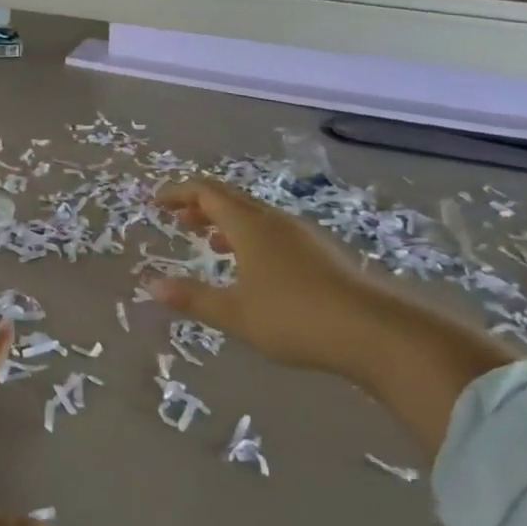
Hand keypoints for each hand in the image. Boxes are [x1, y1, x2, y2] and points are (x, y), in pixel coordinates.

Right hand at [149, 179, 418, 382]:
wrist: (374, 332)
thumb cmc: (294, 317)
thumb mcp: (235, 313)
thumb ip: (193, 298)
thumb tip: (152, 286)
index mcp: (249, 226)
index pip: (206, 193)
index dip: (179, 193)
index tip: (156, 202)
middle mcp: (274, 221)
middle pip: (230, 199)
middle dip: (200, 205)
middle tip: (177, 219)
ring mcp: (300, 236)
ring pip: (254, 215)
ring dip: (226, 222)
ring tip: (208, 241)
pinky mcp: (319, 254)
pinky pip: (272, 231)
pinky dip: (249, 237)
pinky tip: (251, 266)